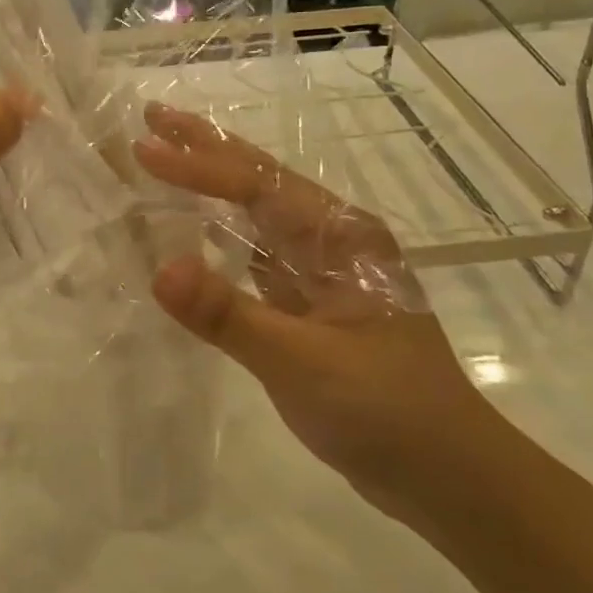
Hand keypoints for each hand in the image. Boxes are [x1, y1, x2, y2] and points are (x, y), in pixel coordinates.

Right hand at [132, 103, 506, 516]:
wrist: (450, 477)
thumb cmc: (386, 412)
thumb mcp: (303, 364)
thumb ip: (228, 315)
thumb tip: (159, 268)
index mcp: (339, 236)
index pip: (256, 186)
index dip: (196, 166)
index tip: (142, 147)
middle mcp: (331, 239)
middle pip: (258, 180)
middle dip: (205, 147)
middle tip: (152, 115)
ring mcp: (321, 269)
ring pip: (256, 212)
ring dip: (210, 183)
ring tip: (164, 157)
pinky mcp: (310, 300)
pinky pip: (255, 251)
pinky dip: (220, 232)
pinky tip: (194, 228)